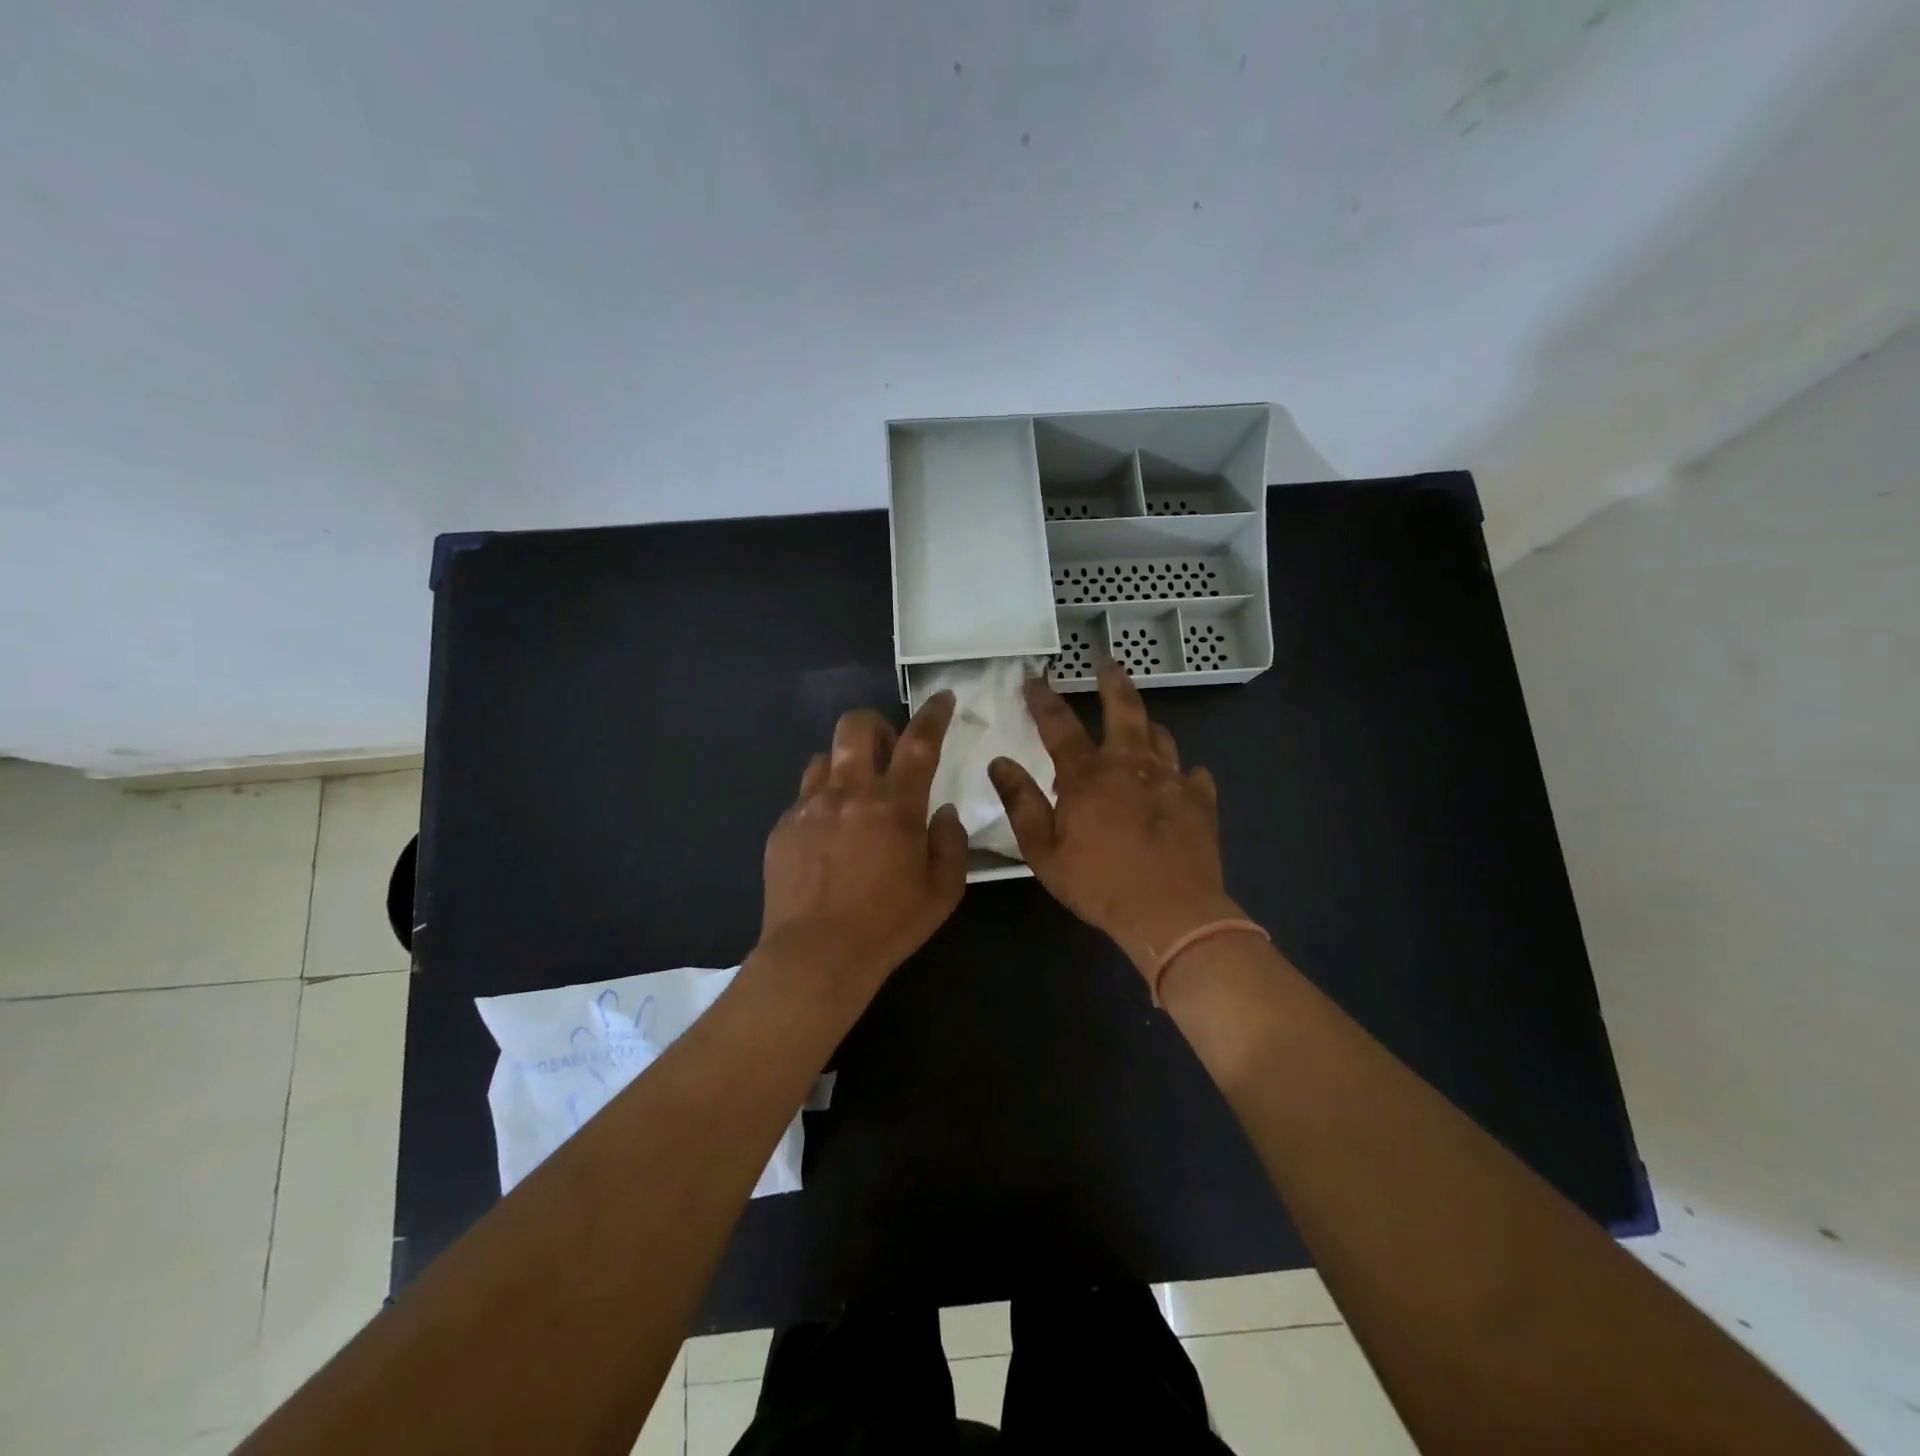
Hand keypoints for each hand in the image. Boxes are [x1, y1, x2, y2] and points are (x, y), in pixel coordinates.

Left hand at [758, 694, 968, 997]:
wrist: (815, 956)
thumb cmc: (888, 926)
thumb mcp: (943, 892)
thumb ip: (950, 843)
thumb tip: (944, 813)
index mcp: (894, 806)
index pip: (920, 742)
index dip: (934, 713)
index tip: (943, 697)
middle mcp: (849, 793)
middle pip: (856, 727)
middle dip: (876, 725)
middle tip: (888, 751)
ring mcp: (809, 807)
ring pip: (824, 757)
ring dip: (845, 765)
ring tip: (854, 797)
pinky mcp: (783, 827)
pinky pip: (804, 797)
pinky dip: (823, 803)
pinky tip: (828, 838)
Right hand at [988, 662, 1242, 981]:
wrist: (1172, 913)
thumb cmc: (1100, 884)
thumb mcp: (1044, 852)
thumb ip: (1021, 803)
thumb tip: (999, 762)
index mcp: (1087, 775)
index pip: (1059, 724)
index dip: (1043, 698)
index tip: (1034, 677)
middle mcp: (1130, 764)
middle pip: (1124, 709)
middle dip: (1113, 682)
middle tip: (1109, 663)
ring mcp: (1171, 779)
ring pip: (1161, 736)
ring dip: (1148, 725)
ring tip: (1142, 724)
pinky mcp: (1200, 800)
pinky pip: (1193, 774)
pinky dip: (1183, 772)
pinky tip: (1181, 780)